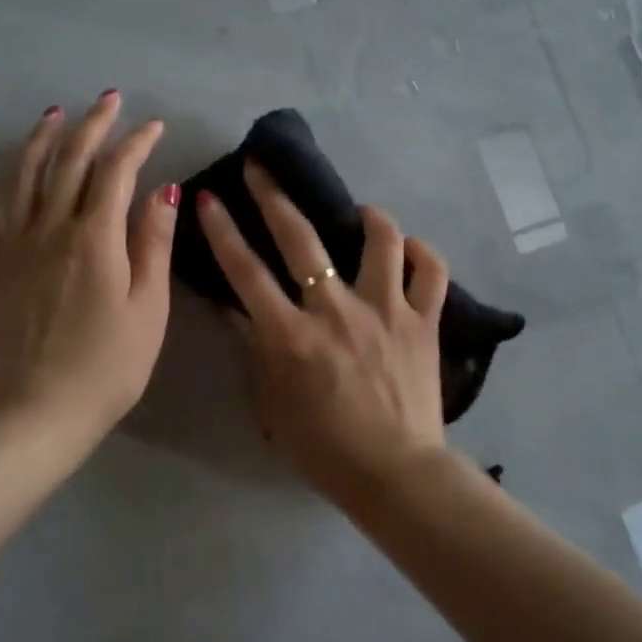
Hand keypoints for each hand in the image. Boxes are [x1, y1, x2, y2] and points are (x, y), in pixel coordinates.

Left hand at [0, 93, 177, 443]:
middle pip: (70, 161)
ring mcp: (14, 246)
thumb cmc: (110, 364)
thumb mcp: (149, 306)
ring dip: (40, 139)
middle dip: (92, 125)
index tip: (154, 127)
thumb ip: (153, 244)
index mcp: (96, 238)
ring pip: (24, 176)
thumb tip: (163, 191)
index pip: (117, 172)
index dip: (136, 143)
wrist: (41, 411)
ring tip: (54, 114)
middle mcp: (52, 228)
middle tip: (108, 100)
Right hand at [197, 162, 449, 503]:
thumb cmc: (324, 448)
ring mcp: (386, 311)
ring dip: (369, 217)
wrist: (395, 474)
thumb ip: (257, 351)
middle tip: (263, 166)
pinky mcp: (424, 323)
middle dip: (275, 197)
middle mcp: (337, 311)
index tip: (209, 198)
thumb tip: (240, 311)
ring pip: (381, 242)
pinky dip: (422, 255)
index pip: (246, 272)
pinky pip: (431, 274)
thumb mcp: (272, 403)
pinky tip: (410, 249)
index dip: (223, 232)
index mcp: (292, 336)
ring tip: (361, 211)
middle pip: (301, 241)